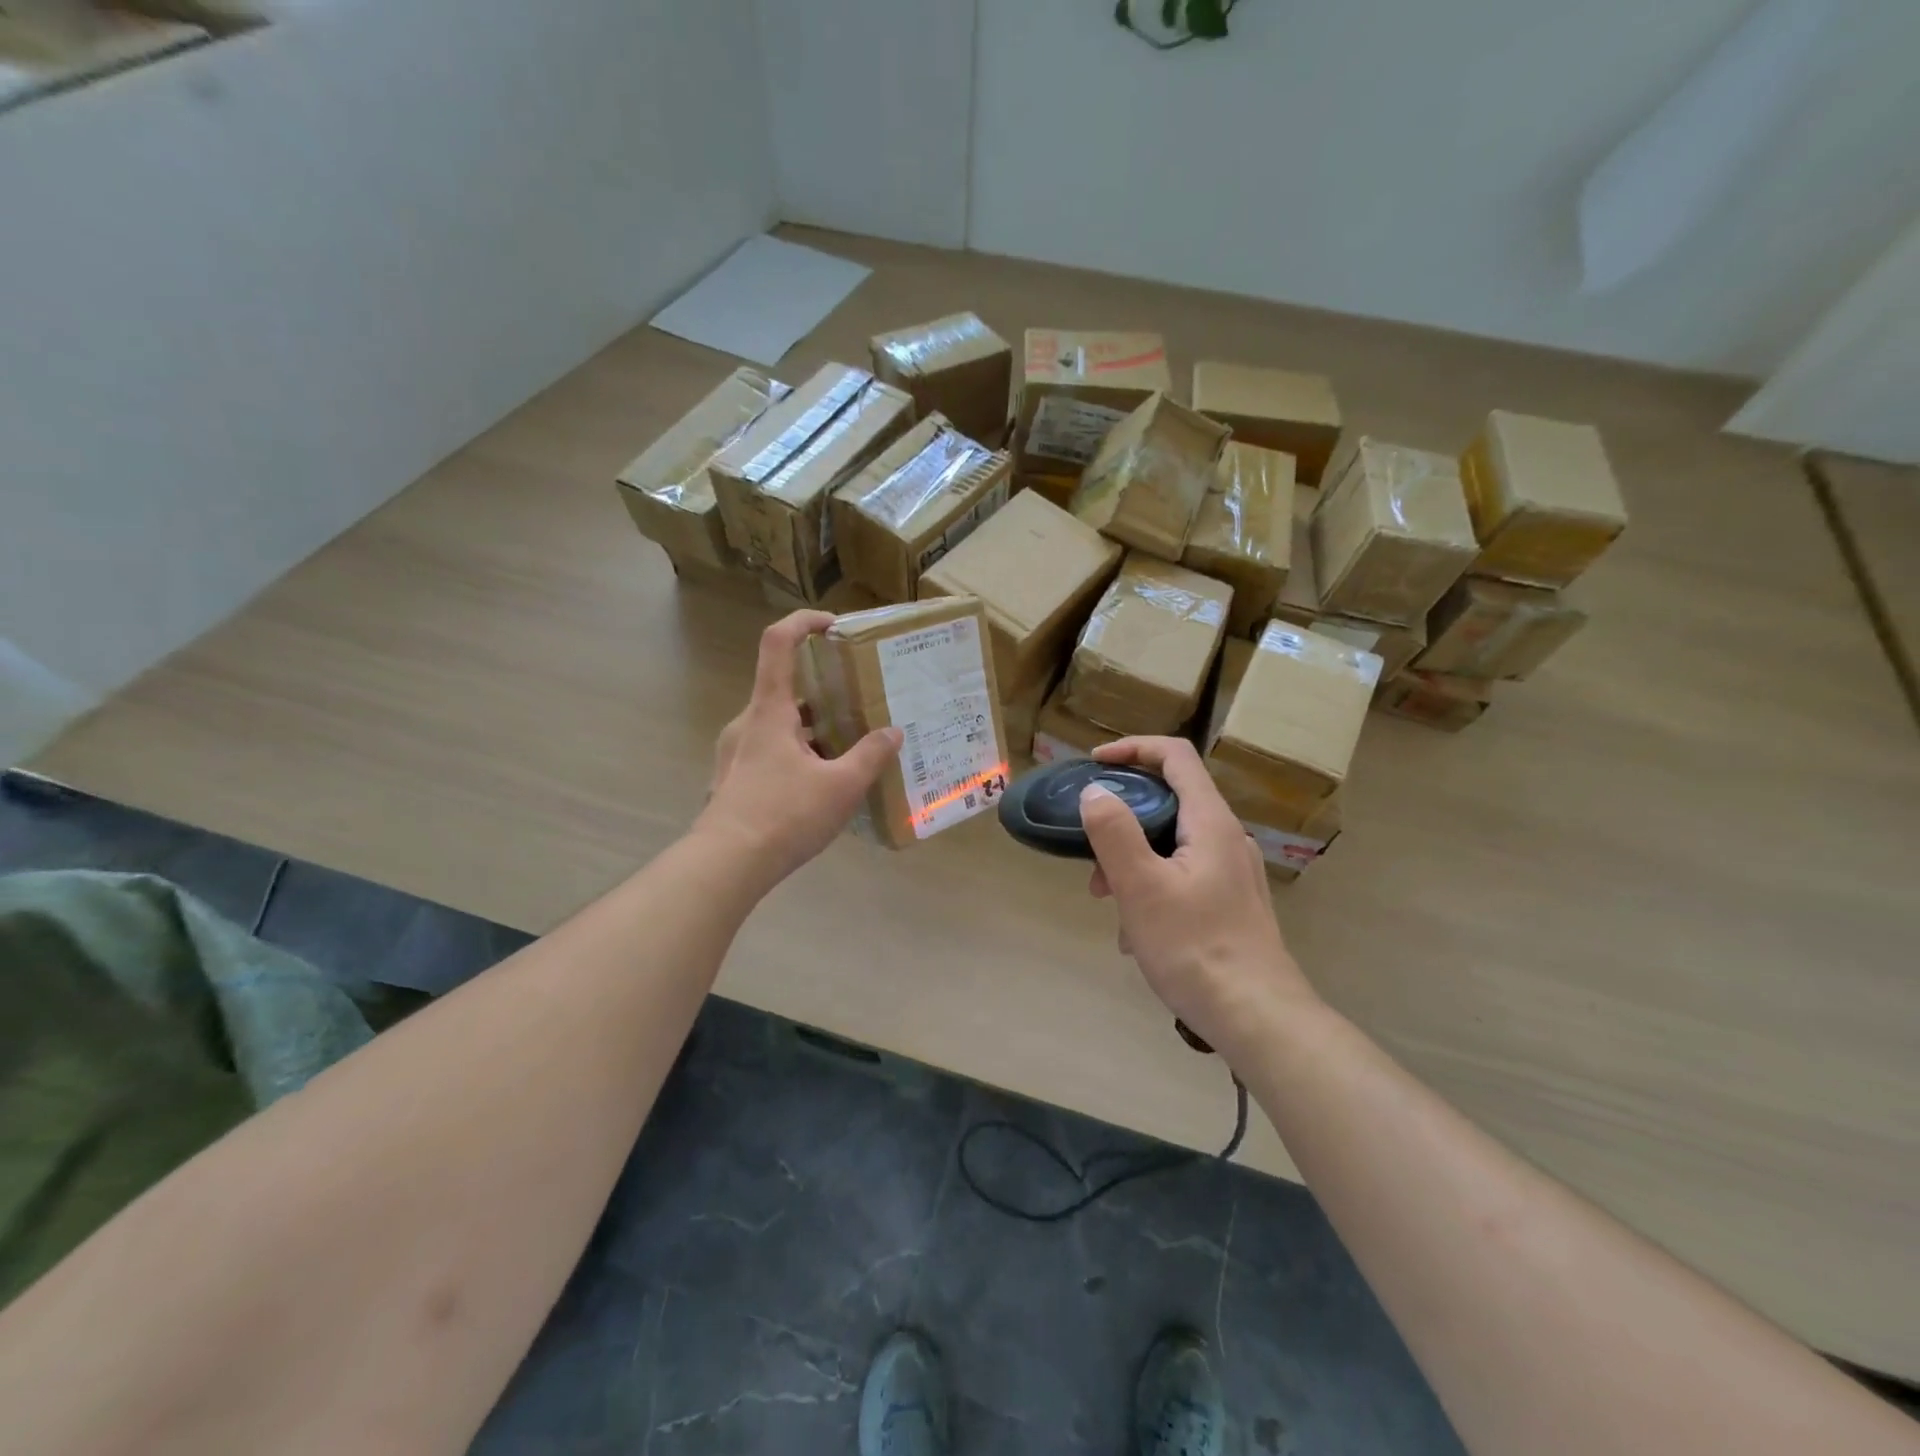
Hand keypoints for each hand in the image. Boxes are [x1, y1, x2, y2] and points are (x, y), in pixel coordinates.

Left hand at [696, 611, 902, 886]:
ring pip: (780, 727)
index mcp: (769, 710)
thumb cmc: (783, 815)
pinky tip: (823, 789)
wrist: (725, 866)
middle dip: (825, 696)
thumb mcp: (841, 786)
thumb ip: (870, 755)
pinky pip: (771, 754)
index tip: (833, 625)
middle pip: (786, 691)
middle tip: (861, 708)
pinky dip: (799, 757)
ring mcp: (736, 752)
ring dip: (814, 732)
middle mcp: (747, 723)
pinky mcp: (734, 780)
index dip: (803, 622)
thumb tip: (893, 732)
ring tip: (850, 753)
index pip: (778, 642)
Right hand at [1081, 737, 1319, 1059]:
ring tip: (1108, 905)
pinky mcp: (1231, 901)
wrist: (1257, 1018)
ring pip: (1170, 843)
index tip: (1094, 764)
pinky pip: (1181, 875)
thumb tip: (1096, 792)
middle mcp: (1226, 837)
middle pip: (1168, 801)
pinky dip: (1150, 887)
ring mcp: (1232, 871)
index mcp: (1210, 822)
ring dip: (1131, 861)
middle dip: (1121, 820)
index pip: (1174, 756)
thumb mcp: (1141, 887)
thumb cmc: (1194, 948)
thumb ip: (1114, 832)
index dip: (1132, 748)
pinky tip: (1136, 935)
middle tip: (1089, 855)